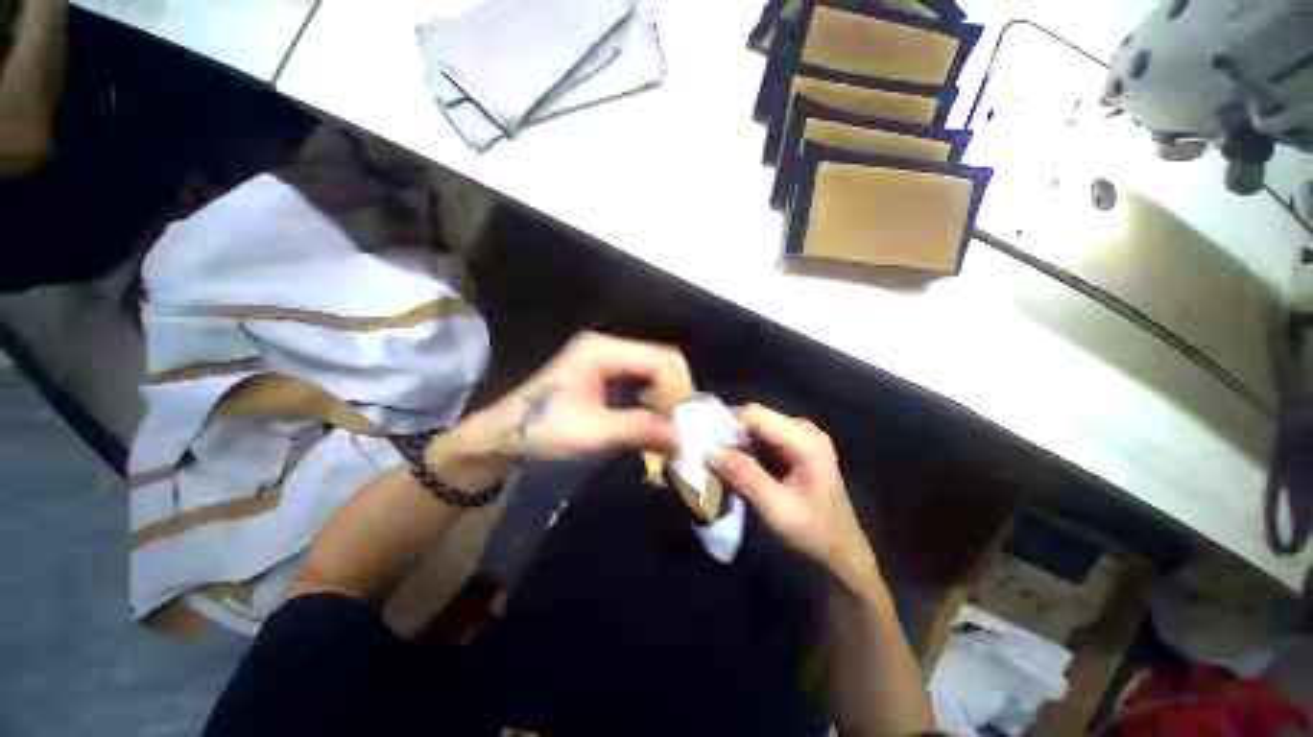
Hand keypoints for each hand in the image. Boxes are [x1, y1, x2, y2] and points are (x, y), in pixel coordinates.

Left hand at [483, 331, 691, 457]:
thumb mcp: (592, 431)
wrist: (503, 434)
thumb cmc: (541, 428)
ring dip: (664, 396)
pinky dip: (651, 398)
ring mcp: (605, 358)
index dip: (678, 387)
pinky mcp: (604, 373)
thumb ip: (639, 429)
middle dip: (674, 391)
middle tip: (680, 423)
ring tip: (669, 424)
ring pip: (652, 369)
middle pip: (659, 359)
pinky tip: (652, 418)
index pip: (659, 357)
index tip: (684, 420)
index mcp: (603, 350)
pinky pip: (639, 379)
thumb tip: (681, 437)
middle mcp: (608, 346)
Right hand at [713, 404, 879, 593]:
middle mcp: (804, 429)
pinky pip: (762, 437)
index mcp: (805, 440)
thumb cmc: (813, 532)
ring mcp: (801, 436)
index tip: (708, 447)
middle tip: (713, 458)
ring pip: (756, 426)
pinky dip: (747, 449)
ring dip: (737, 443)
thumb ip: (747, 478)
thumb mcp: (777, 510)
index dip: (728, 426)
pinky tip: (740, 468)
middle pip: (755, 417)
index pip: (755, 415)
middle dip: (731, 435)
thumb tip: (713, 452)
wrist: (841, 551)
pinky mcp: (795, 445)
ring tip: (723, 465)